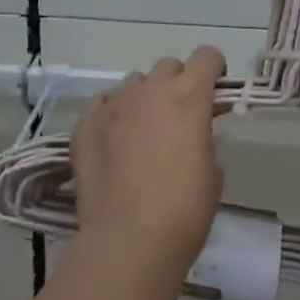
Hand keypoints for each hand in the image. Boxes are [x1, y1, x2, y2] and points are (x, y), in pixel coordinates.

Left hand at [71, 47, 226, 271]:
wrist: (128, 242)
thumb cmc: (184, 210)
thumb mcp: (213, 171)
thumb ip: (204, 137)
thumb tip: (192, 133)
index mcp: (189, 94)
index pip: (207, 56)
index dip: (214, 70)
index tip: (214, 91)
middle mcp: (151, 88)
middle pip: (169, 66)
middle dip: (178, 83)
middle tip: (179, 117)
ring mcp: (115, 103)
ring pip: (134, 83)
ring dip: (144, 98)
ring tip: (142, 133)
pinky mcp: (86, 123)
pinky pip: (103, 104)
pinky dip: (113, 114)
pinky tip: (114, 141)